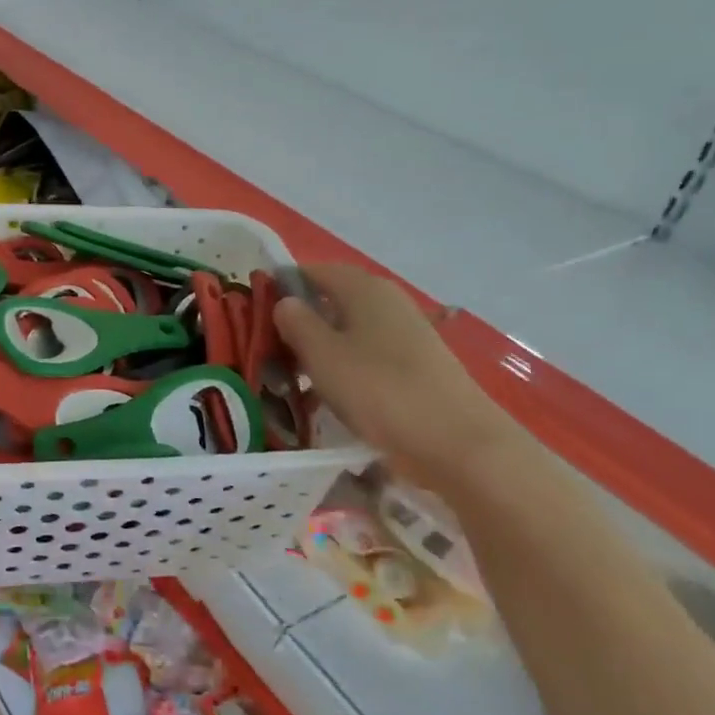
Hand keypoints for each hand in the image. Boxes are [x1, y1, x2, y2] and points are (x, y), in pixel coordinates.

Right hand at [274, 263, 516, 490]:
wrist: (458, 443)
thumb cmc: (381, 390)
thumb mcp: (322, 355)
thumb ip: (296, 322)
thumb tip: (285, 302)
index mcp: (363, 288)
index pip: (311, 271)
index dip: (280, 288)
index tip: (255, 318)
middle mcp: (386, 301)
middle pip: (329, 301)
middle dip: (297, 325)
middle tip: (269, 356)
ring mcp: (404, 333)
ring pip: (346, 332)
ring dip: (318, 351)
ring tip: (294, 383)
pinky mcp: (414, 364)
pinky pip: (365, 356)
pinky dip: (343, 370)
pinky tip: (330, 398)